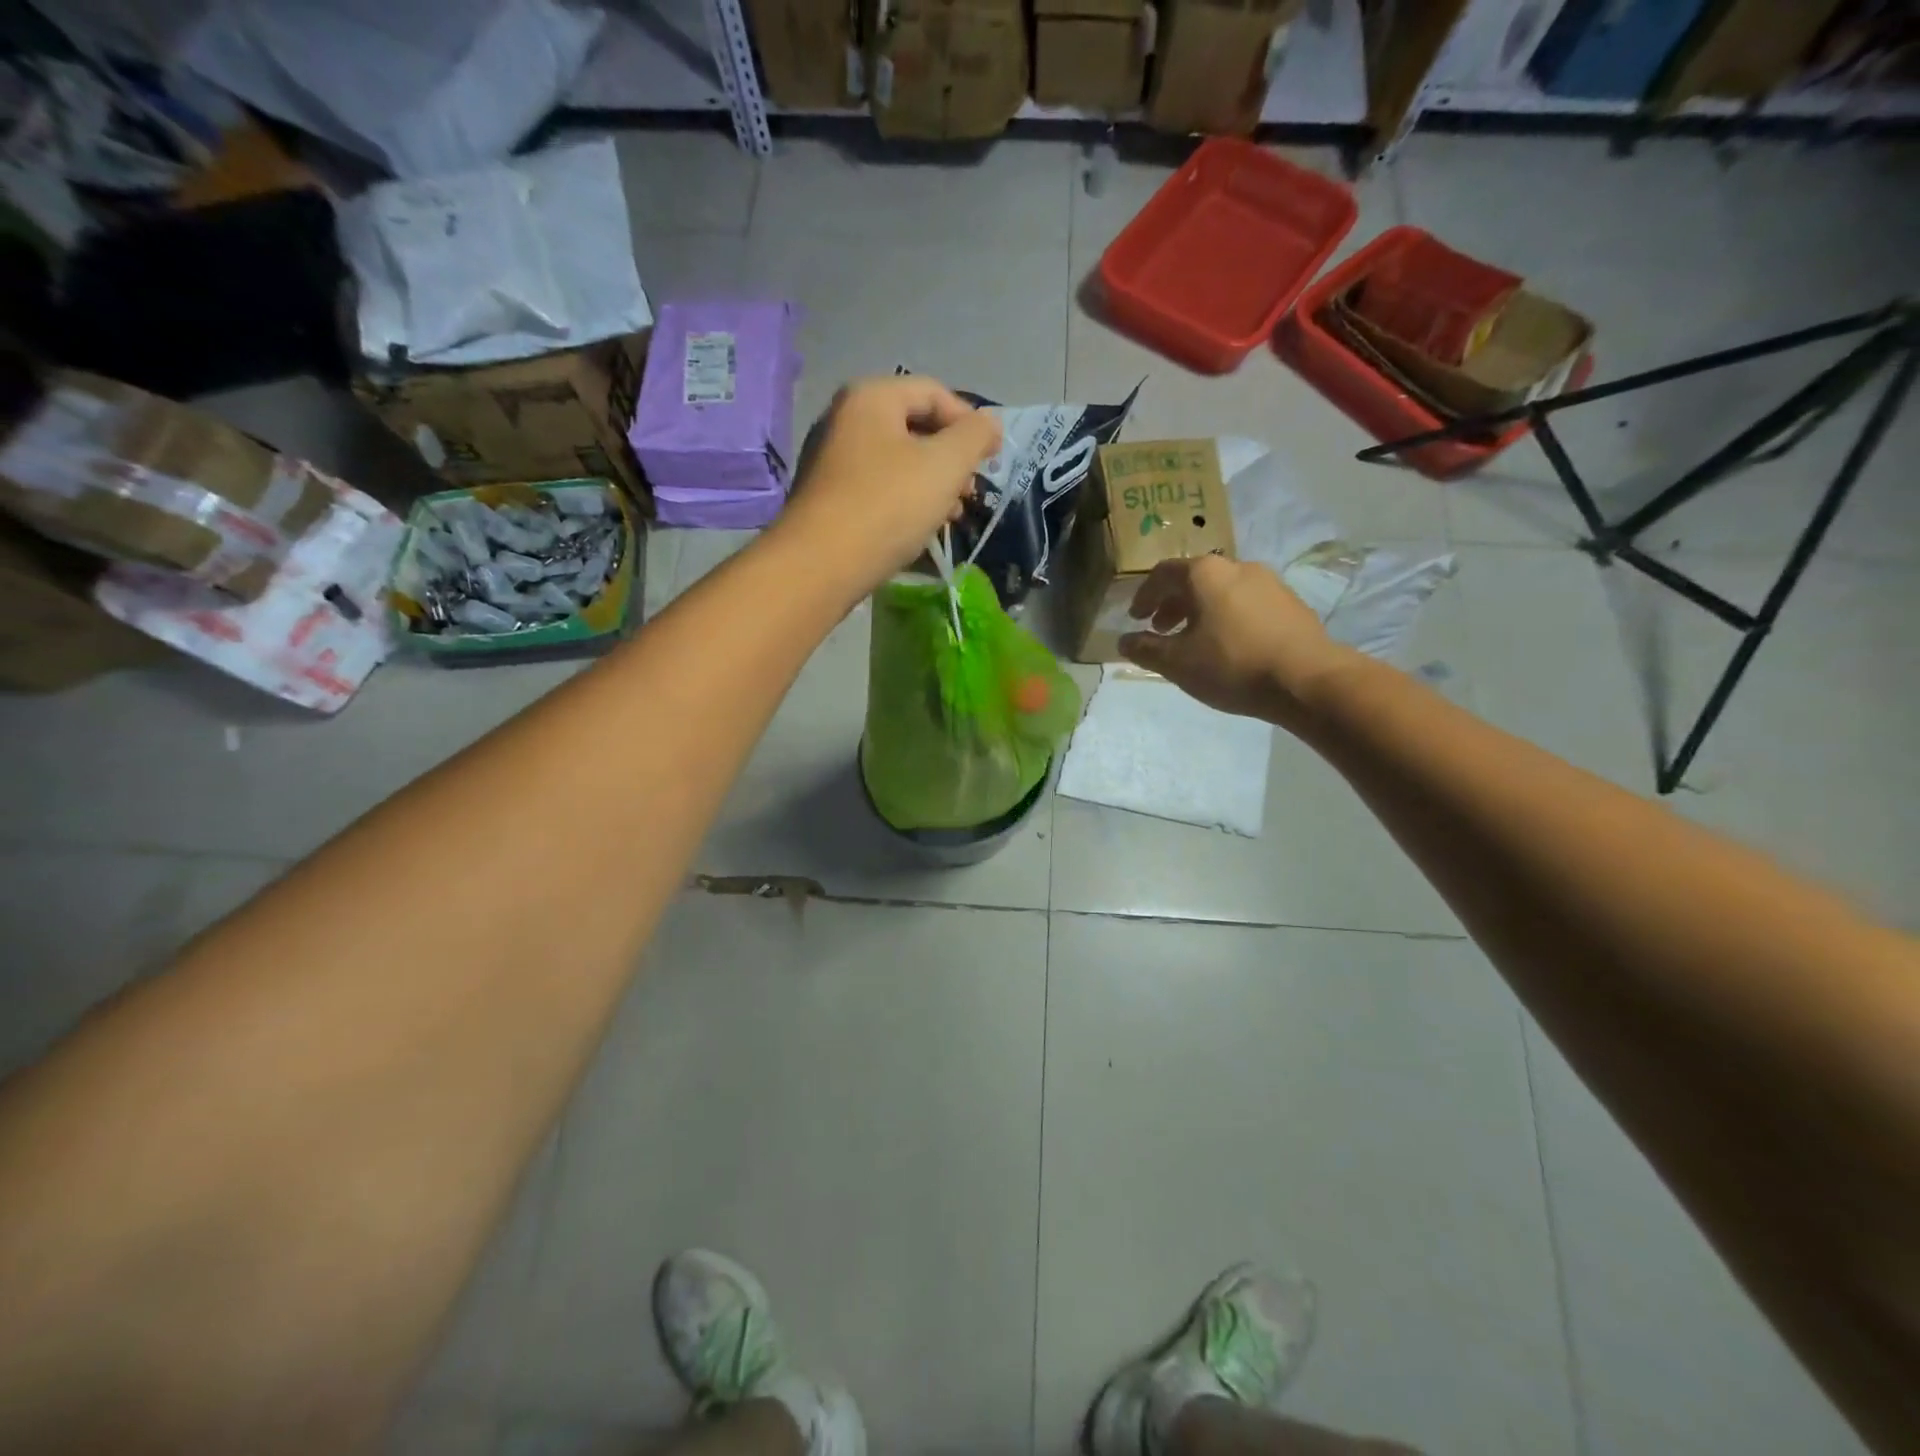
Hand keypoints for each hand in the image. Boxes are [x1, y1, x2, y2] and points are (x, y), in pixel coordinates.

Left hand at [774, 376, 1001, 593]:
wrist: (821, 565)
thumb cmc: (888, 505)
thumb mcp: (945, 465)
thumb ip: (975, 436)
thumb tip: (989, 423)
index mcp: (871, 397)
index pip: (933, 392)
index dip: (970, 421)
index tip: (992, 457)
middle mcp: (845, 419)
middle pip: (914, 427)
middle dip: (950, 458)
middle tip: (970, 491)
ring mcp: (831, 460)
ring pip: (897, 462)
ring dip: (932, 484)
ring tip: (951, 516)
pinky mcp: (828, 498)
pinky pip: (877, 488)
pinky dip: (905, 501)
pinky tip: (920, 529)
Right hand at [1118, 556, 1357, 729]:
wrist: (1307, 680)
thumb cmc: (1232, 665)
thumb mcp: (1177, 663)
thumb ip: (1146, 649)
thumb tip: (1123, 642)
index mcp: (1205, 573)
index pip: (1163, 574)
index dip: (1144, 596)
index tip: (1136, 618)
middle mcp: (1237, 566)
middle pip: (1194, 579)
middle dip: (1172, 603)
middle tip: (1161, 629)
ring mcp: (1269, 582)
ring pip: (1222, 590)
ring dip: (1200, 611)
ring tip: (1194, 641)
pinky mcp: (1290, 603)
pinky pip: (1246, 603)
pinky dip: (1227, 617)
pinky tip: (1228, 646)